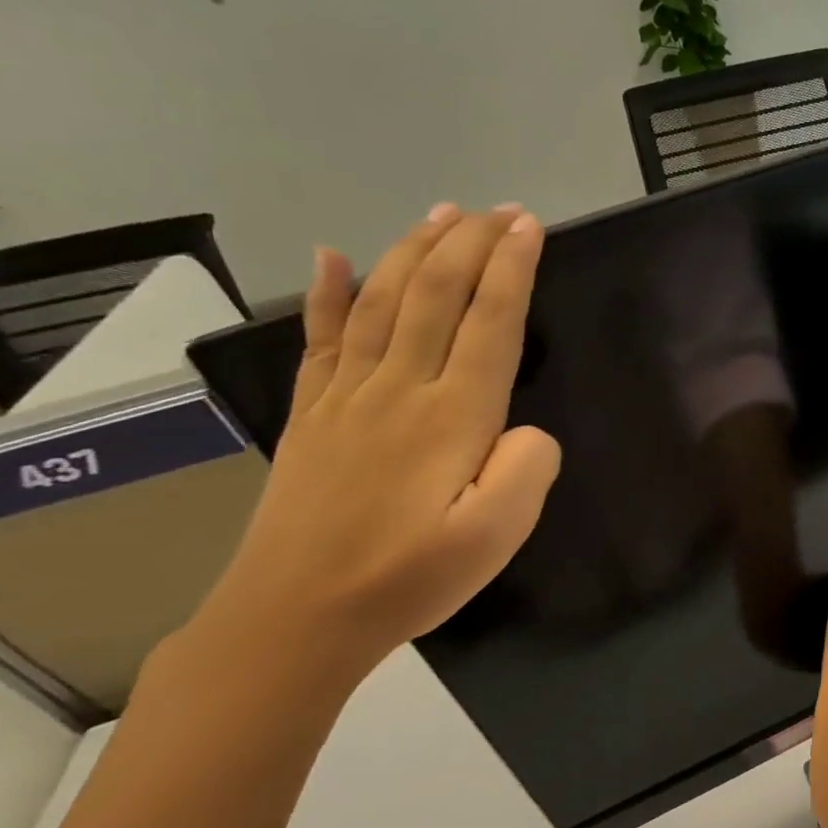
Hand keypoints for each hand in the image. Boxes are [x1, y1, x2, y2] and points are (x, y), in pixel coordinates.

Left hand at [188, 204, 561, 696]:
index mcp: (452, 415)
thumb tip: (527, 428)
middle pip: (438, 295)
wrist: (296, 618)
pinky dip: (330, 292)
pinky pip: (322, 339)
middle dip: (472, 243)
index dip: (512, 268)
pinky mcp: (313, 415)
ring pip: (386, 302)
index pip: (490, 322)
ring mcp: (348, 397)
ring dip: (416, 250)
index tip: (530, 226)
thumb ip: (528, 469)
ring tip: (443, 214)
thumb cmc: (410, 577)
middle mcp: (399, 389)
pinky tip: (334, 256)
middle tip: (500, 209)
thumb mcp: (497, 536)